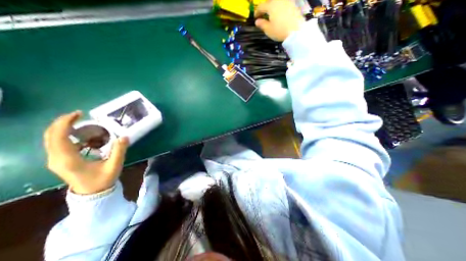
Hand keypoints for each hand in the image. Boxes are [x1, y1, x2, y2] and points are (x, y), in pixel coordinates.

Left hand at [44, 111, 127, 194]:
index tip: (79, 114)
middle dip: (62, 122)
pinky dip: (65, 135)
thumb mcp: (114, 165)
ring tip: (80, 122)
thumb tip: (124, 136)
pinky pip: (57, 144)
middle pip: (50, 136)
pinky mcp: (59, 161)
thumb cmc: (103, 179)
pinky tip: (80, 134)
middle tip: (79, 115)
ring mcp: (55, 160)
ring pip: (51, 139)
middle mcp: (56, 159)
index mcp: (68, 160)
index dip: (65, 123)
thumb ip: (119, 150)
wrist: (92, 193)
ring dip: (63, 128)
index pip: (58, 137)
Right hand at [254, 0, 305, 40]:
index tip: (255, 18)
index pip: (261, 7)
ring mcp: (286, 1)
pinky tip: (279, 13)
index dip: (257, 12)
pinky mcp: (292, 4)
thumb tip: (257, 21)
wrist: (295, 30)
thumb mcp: (268, 30)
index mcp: (271, 6)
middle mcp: (278, 1)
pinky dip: (279, 7)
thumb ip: (262, 24)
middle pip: (269, 1)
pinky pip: (283, 3)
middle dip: (265, 7)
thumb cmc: (279, 31)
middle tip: (263, 14)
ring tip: (271, 14)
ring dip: (272, 6)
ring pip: (277, 2)